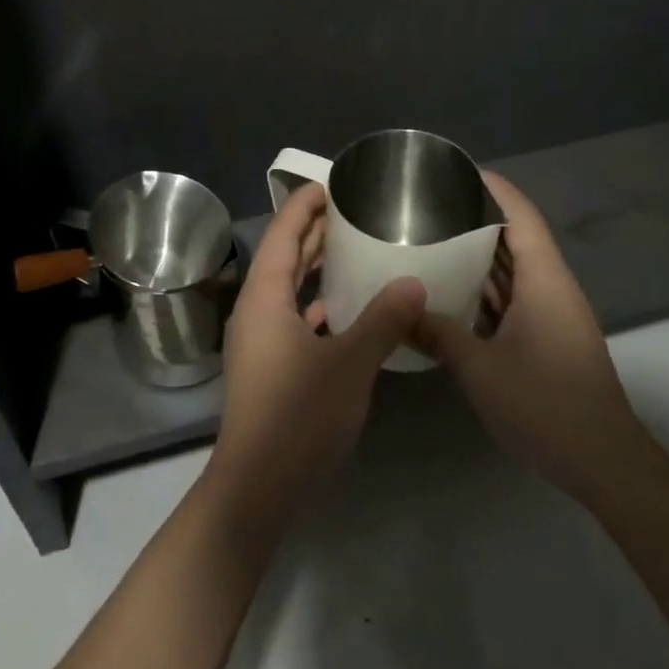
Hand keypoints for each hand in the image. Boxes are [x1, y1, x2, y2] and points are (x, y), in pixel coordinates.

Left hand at [203, 182, 424, 528]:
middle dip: (314, 231)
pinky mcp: (268, 363)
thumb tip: (413, 282)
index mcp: (265, 296)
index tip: (333, 184)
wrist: (258, 484)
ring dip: (316, 267)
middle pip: (284, 256)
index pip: (282, 232)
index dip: (304, 204)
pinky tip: (346, 309)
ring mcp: (259, 338)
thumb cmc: (298, 416)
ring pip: (288, 288)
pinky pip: (292, 316)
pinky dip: (317, 303)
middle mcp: (256, 308)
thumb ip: (383, 320)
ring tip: (354, 250)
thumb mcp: (349, 364)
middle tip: (353, 212)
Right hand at [415, 171, 650, 502]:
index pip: (521, 216)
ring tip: (429, 237)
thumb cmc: (546, 406)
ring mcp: (550, 315)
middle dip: (474, 217)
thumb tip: (399, 308)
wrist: (605, 465)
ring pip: (512, 269)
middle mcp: (550, 288)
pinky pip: (511, 297)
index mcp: (544, 281)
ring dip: (476, 254)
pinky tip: (448, 289)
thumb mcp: (480, 369)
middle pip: (515, 237)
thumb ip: (438, 333)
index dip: (493, 188)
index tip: (455, 170)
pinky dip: (482, 287)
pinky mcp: (546, 338)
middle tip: (425, 205)